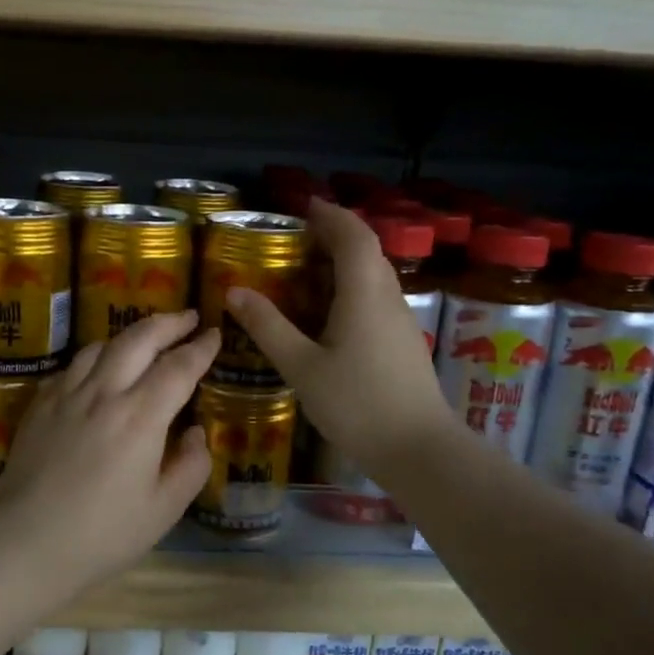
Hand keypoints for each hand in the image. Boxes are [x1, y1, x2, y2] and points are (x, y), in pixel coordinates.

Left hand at [0, 310, 218, 575]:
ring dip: (130, 336)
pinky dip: (95, 358)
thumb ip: (190, 466)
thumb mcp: (163, 510)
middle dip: (168, 323)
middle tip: (187, 318)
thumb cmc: (102, 533)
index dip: (200, 348)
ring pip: (102, 346)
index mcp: (140, 417)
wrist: (25, 541)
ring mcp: (67, 394)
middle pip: (139, 339)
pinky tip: (99, 370)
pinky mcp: (40, 404)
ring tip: (146, 339)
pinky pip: (73, 366)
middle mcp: (104, 393)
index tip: (214, 334)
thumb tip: (194, 433)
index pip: (178, 368)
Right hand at [226, 197, 454, 483]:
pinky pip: (376, 296)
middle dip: (336, 233)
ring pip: (374, 274)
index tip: (304, 204)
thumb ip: (268, 327)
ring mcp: (400, 320)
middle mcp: (387, 297)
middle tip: (297, 236)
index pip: (352, 235)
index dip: (330, 214)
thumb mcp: (302, 366)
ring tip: (307, 268)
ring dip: (345, 260)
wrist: (419, 449)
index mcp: (364, 293)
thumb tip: (234, 291)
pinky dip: (352, 286)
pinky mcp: (402, 341)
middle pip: (367, 250)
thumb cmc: (357, 404)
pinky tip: (329, 311)